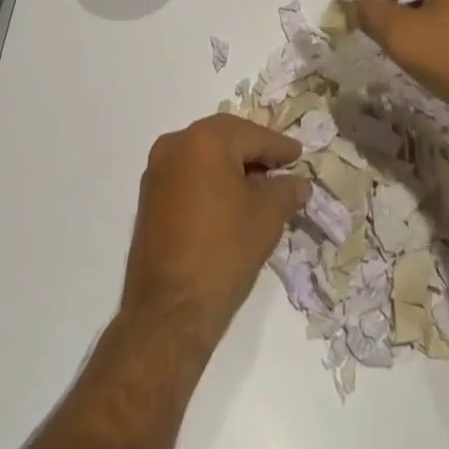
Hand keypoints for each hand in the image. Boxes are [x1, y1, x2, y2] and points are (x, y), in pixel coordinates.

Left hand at [119, 115, 308, 350]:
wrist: (168, 313)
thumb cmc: (223, 254)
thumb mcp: (266, 218)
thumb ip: (286, 191)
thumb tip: (298, 183)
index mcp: (205, 139)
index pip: (252, 135)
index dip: (279, 146)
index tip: (299, 154)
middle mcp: (176, 143)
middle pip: (225, 138)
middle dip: (254, 151)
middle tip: (281, 166)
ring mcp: (157, 169)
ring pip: (205, 154)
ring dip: (231, 165)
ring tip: (259, 185)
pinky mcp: (149, 195)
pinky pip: (188, 173)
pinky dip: (210, 179)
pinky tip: (229, 199)